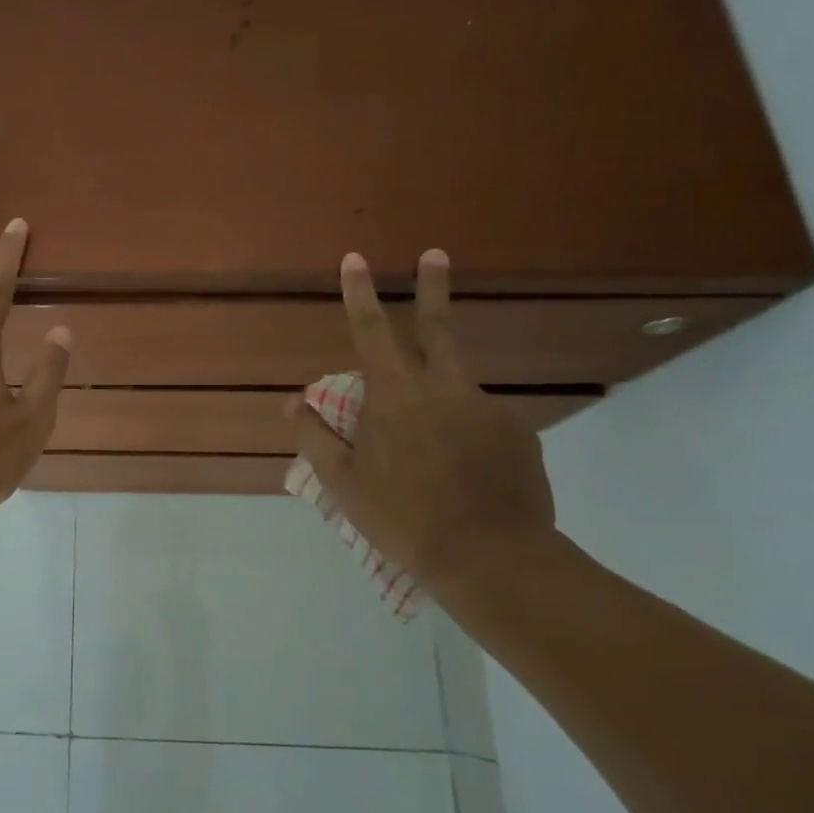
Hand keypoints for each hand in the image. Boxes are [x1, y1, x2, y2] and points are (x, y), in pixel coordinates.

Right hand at [292, 249, 556, 588]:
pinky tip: (463, 472)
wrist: (492, 559)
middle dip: (433, 287)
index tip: (355, 259)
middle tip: (435, 254)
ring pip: (456, 386)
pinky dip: (466, 434)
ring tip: (430, 455)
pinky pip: (481, 421)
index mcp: (397, 396)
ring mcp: (488, 408)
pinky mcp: (520, 433)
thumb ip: (316, 437)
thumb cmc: (403, 518)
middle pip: (439, 327)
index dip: (360, 294)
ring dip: (440, 398)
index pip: (373, 332)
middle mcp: (446, 389)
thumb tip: (293, 402)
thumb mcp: (344, 483)